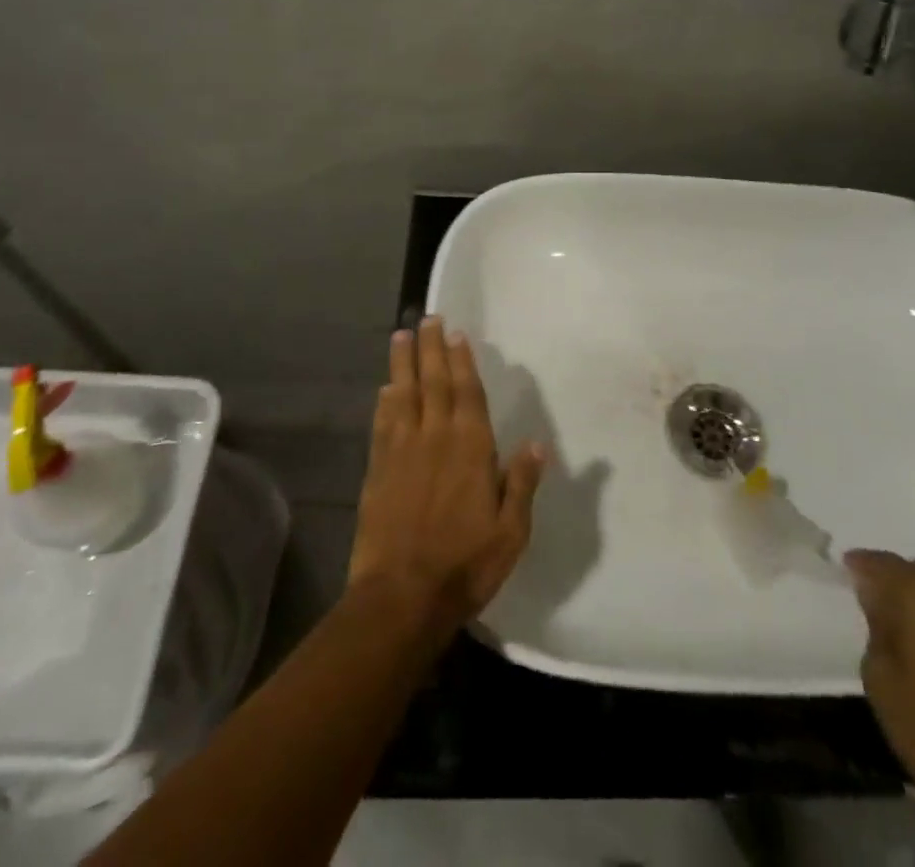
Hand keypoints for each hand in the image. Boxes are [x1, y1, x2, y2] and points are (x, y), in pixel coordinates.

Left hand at [348, 318, 544, 637]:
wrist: (402, 596)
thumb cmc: (465, 564)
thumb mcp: (510, 531)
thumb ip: (521, 483)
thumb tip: (537, 444)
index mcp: (470, 447)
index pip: (467, 392)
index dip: (461, 361)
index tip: (455, 333)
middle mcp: (435, 437)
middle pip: (433, 382)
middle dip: (430, 348)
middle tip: (426, 318)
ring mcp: (402, 451)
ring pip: (403, 394)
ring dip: (403, 363)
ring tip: (401, 335)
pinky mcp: (377, 469)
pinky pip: (382, 424)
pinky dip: (384, 402)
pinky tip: (385, 388)